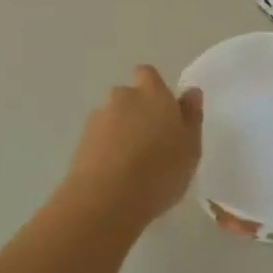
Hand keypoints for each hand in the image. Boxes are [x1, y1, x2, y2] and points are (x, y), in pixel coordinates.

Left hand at [64, 65, 203, 227]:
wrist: (106, 198)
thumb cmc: (160, 170)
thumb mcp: (191, 147)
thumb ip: (191, 116)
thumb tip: (191, 92)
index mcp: (152, 93)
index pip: (148, 74)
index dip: (154, 89)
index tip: (163, 112)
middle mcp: (123, 97)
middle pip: (128, 97)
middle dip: (136, 112)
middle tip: (151, 142)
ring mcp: (98, 118)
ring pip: (112, 118)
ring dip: (120, 132)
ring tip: (131, 164)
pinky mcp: (80, 142)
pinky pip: (98, 139)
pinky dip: (105, 150)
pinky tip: (114, 175)